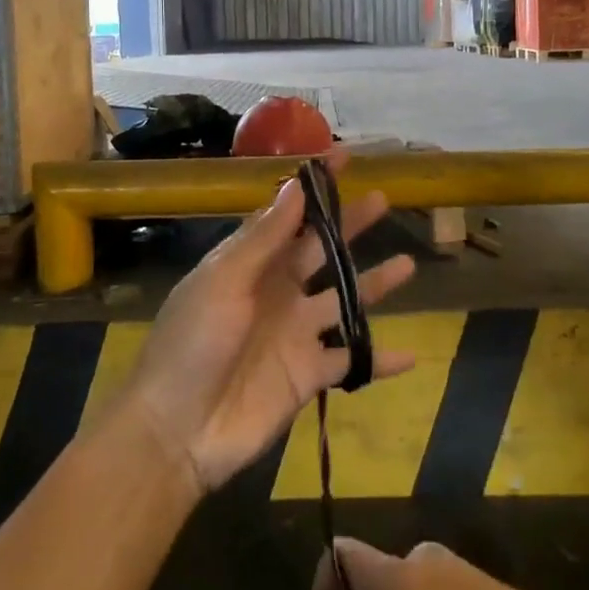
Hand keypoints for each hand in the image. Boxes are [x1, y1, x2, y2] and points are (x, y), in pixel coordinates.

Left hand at [120, 152, 415, 493]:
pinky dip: (380, 359)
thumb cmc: (193, 344)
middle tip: (383, 199)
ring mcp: (296, 333)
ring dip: (375, 285)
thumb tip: (295, 186)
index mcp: (251, 263)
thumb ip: (263, 238)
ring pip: (345, 301)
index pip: (288, 214)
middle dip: (350, 225)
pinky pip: (352, 361)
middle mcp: (278, 291)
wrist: (177, 431)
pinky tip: (411, 355)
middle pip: (322, 251)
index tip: (342, 157)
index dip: (314, 187)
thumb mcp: (223, 281)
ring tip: (409, 264)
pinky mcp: (309, 374)